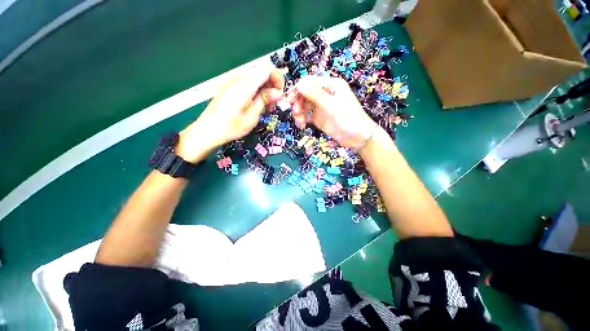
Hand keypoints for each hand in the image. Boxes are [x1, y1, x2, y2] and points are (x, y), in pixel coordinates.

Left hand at [176, 63, 284, 162]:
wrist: (208, 130)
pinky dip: (255, 92)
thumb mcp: (252, 116)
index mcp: (245, 84)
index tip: (280, 94)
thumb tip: (278, 92)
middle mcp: (238, 78)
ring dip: (264, 91)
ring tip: (264, 108)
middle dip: (272, 87)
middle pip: (261, 74)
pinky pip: (247, 85)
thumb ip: (264, 100)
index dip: (277, 78)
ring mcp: (232, 82)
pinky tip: (254, 106)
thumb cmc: (232, 126)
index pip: (266, 68)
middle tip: (273, 106)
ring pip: (255, 80)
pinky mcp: (229, 87)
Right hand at [288, 76, 376, 149]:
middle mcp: (325, 94)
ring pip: (304, 105)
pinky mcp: (320, 118)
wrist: (358, 138)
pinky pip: (307, 116)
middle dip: (298, 102)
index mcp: (331, 85)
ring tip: (299, 122)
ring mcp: (322, 107)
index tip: (289, 100)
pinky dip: (302, 119)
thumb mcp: (331, 105)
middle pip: (305, 93)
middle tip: (295, 113)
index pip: (309, 82)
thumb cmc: (348, 118)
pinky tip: (301, 125)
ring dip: (299, 112)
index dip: (297, 89)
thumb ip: (315, 94)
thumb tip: (298, 83)